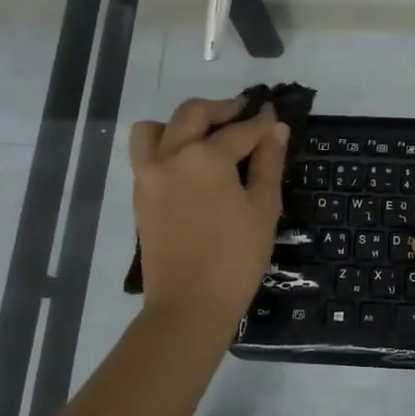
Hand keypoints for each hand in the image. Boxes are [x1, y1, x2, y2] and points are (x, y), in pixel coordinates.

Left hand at [130, 97, 287, 330]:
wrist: (188, 307)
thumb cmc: (235, 259)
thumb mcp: (263, 209)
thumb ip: (268, 163)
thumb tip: (274, 129)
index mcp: (205, 157)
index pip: (240, 130)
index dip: (261, 121)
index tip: (275, 113)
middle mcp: (171, 155)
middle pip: (193, 114)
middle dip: (222, 109)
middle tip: (244, 113)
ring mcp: (148, 174)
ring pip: (157, 128)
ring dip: (182, 122)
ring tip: (206, 135)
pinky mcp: (139, 194)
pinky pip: (145, 153)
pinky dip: (165, 144)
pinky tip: (190, 163)